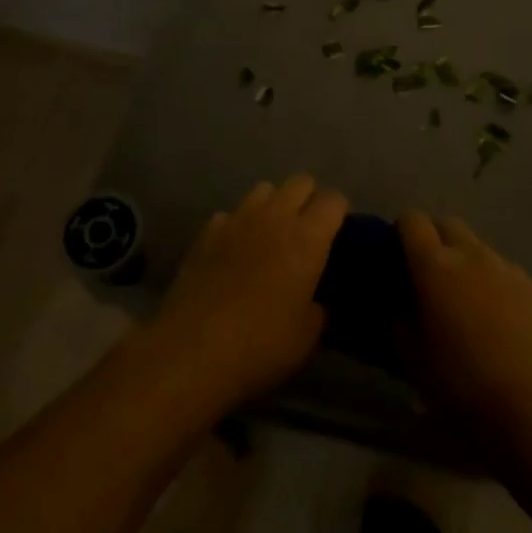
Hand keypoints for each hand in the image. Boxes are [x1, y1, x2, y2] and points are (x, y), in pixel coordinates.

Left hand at [149, 175, 347, 412]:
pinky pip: (231, 214)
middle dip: (309, 199)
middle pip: (301, 181)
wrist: (192, 350)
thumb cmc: (261, 343)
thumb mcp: (306, 336)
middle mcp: (275, 217)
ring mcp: (238, 219)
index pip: (334, 199)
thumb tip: (319, 300)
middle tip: (307, 231)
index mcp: (308, 238)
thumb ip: (320, 309)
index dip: (339, 212)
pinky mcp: (207, 232)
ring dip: (274, 205)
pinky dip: (238, 225)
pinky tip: (235, 251)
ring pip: (265, 188)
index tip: (338, 234)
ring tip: (271, 234)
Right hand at [398, 213, 531, 431]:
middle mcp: (472, 254)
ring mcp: (508, 268)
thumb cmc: (461, 386)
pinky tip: (500, 323)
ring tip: (468, 303)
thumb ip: (400, 320)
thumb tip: (402, 302)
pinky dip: (496, 286)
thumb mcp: (412, 359)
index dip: (402, 232)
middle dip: (435, 240)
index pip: (412, 220)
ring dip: (467, 264)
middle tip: (430, 276)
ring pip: (479, 249)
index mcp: (435, 266)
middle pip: (448, 224)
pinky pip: (507, 274)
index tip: (398, 255)